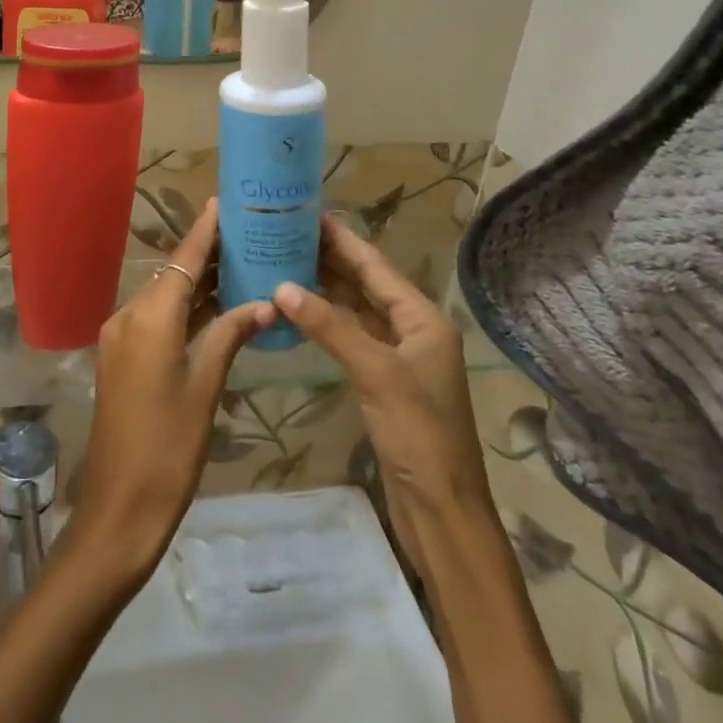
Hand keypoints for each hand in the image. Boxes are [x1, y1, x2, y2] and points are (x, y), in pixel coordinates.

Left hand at [64, 200, 277, 582]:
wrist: (118, 509)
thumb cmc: (167, 450)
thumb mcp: (205, 390)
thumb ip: (229, 337)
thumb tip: (264, 303)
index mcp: (149, 320)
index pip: (182, 262)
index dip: (203, 232)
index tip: (223, 203)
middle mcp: (129, 318)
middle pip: (172, 275)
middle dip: (207, 255)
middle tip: (247, 235)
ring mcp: (121, 339)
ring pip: (165, 298)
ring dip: (197, 284)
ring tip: (239, 264)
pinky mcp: (122, 359)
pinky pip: (157, 320)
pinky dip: (184, 310)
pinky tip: (214, 308)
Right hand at [271, 215, 491, 566]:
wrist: (442, 509)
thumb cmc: (418, 433)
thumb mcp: (374, 372)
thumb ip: (329, 326)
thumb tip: (281, 286)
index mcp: (422, 318)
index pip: (375, 265)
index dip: (341, 239)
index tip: (307, 213)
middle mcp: (412, 328)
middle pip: (366, 283)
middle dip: (329, 258)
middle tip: (285, 234)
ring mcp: (398, 355)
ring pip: (356, 309)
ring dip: (324, 288)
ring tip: (283, 261)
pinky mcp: (383, 379)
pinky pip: (351, 336)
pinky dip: (326, 321)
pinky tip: (298, 311)